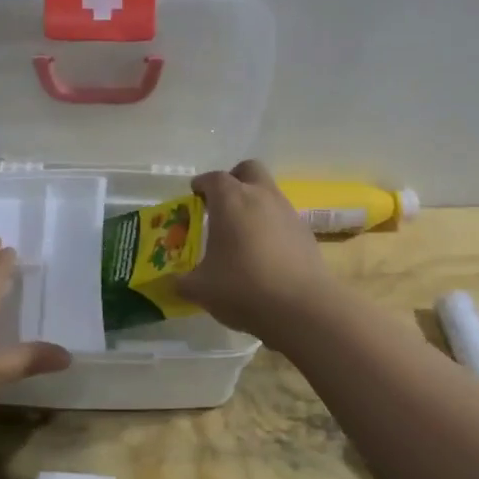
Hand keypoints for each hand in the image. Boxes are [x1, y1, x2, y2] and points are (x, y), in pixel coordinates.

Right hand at [179, 160, 337, 341]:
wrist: (302, 309)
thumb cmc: (243, 288)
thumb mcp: (201, 289)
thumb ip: (182, 282)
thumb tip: (173, 282)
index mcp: (230, 200)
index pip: (213, 178)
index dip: (201, 185)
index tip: (194, 198)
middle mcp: (261, 196)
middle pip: (248, 170)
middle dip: (234, 180)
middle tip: (221, 204)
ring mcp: (287, 212)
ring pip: (268, 193)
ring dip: (254, 204)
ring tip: (241, 235)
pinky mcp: (306, 233)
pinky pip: (282, 218)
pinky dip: (271, 226)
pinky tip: (264, 254)